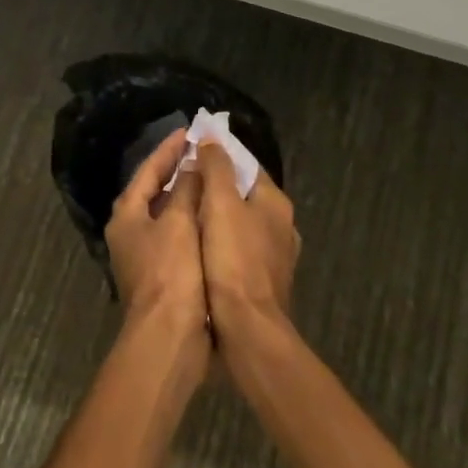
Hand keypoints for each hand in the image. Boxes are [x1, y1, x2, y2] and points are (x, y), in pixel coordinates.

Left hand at [104, 128, 207, 349]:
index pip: (148, 170)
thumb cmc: (172, 272)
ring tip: (213, 179)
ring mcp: (144, 255)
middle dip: (178, 171)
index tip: (190, 131)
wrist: (169, 338)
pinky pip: (178, 235)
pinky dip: (194, 221)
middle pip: (154, 191)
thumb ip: (185, 188)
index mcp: (127, 214)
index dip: (169, 149)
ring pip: (168, 214)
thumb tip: (192, 163)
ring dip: (187, 196)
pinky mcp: (162, 275)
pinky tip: (214, 217)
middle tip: (203, 153)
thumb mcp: (179, 222)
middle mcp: (130, 231)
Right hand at [191, 142, 299, 344]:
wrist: (248, 329)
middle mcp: (282, 226)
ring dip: (219, 219)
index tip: (193, 154)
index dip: (221, 158)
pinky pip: (239, 252)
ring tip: (187, 216)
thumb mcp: (220, 204)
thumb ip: (217, 168)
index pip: (247, 167)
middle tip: (185, 185)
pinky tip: (200, 251)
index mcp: (275, 202)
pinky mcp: (265, 283)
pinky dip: (222, 245)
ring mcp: (276, 257)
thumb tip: (212, 138)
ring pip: (242, 225)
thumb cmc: (233, 260)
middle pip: (245, 196)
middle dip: (218, 189)